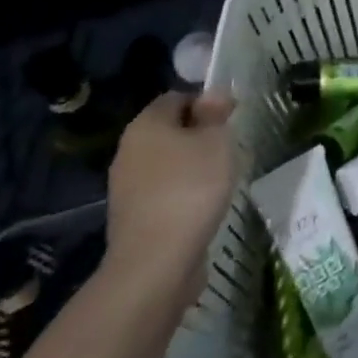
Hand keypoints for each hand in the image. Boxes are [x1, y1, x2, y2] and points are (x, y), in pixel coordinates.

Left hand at [105, 90, 237, 308]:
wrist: (155, 263)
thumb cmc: (190, 188)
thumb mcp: (216, 141)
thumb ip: (215, 114)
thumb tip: (213, 95)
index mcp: (146, 124)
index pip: (177, 97)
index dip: (206, 102)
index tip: (230, 119)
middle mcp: (129, 150)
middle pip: (170, 130)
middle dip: (199, 135)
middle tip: (228, 148)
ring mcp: (126, 186)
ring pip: (166, 162)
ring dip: (192, 166)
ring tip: (219, 178)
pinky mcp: (133, 216)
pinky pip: (163, 191)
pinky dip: (182, 192)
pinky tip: (202, 205)